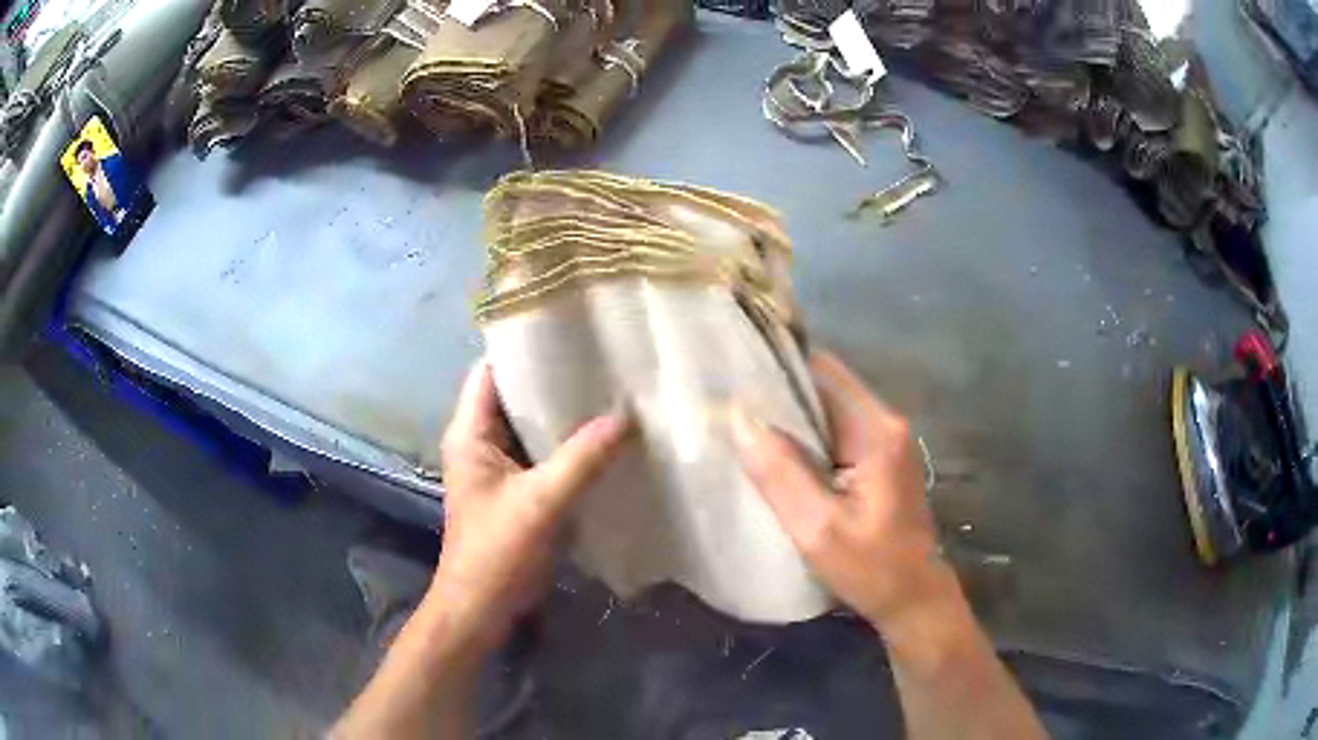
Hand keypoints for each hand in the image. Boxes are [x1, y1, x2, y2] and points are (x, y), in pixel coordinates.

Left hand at [424, 359, 629, 648]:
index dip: (523, 346)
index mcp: (470, 432)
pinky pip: (543, 453)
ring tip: (611, 388)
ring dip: (564, 413)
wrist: (482, 608)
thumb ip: (584, 457)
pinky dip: (568, 443)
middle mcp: (480, 441)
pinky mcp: (516, 488)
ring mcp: (498, 466)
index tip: (569, 329)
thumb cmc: (497, 552)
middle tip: (603, 358)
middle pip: (515, 394)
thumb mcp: (542, 502)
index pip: (491, 370)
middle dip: (554, 377)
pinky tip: (605, 437)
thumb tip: (628, 414)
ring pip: (531, 425)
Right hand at [731, 351, 947, 628]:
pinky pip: (835, 432)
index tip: (733, 375)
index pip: (823, 371)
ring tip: (743, 428)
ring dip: (790, 418)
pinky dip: (805, 438)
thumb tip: (740, 418)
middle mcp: (886, 422)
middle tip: (728, 407)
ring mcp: (885, 439)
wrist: (914, 598)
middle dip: (778, 393)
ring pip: (828, 409)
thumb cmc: (872, 568)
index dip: (777, 367)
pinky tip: (775, 455)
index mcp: (877, 430)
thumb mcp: (818, 529)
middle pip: (825, 386)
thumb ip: (780, 473)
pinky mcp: (879, 458)